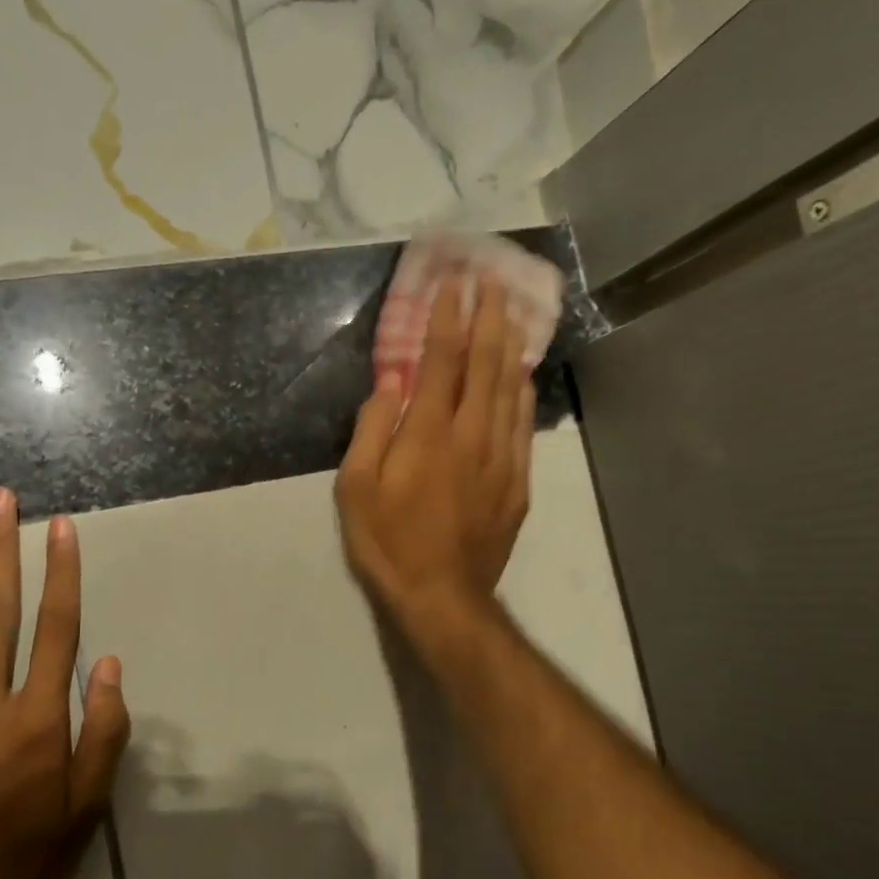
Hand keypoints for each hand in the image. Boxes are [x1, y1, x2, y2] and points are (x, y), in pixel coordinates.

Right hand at [337, 277, 533, 637]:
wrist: (442, 597)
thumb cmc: (388, 543)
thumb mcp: (356, 490)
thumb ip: (372, 430)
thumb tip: (389, 383)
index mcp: (428, 433)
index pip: (441, 361)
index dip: (448, 319)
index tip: (453, 285)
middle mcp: (470, 435)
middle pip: (484, 365)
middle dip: (489, 318)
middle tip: (494, 281)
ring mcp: (499, 458)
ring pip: (509, 390)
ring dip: (510, 346)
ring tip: (513, 312)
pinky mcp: (516, 482)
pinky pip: (523, 426)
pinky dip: (523, 393)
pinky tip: (523, 375)